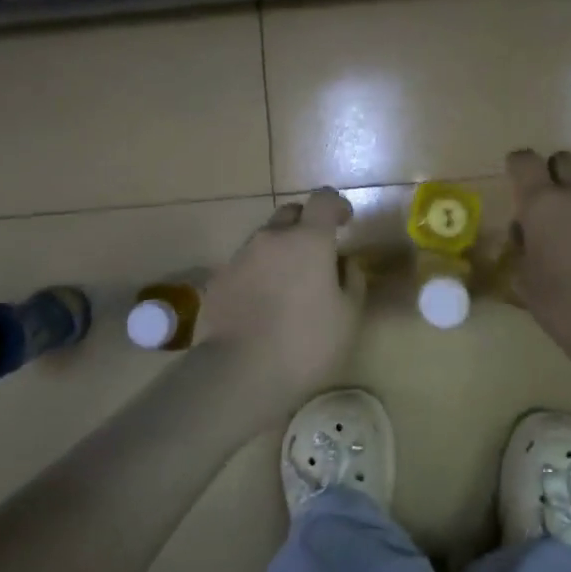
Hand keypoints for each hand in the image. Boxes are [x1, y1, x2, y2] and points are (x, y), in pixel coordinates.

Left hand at [196, 188, 365, 417]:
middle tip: (316, 254)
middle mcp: (271, 238)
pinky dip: (257, 273)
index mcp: (308, 240)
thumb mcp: (348, 316)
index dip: (336, 205)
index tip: (345, 222)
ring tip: (288, 285)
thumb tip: (344, 263)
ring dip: (280, 250)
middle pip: (290, 213)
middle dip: (306, 224)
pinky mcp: (218, 279)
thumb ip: (352, 280)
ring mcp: (240, 257)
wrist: (239, 372)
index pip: (323, 199)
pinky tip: (262, 304)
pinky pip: (244, 265)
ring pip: (265, 239)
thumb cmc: (306, 344)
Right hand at [505, 148, 570, 346]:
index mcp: (541, 203)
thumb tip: (526, 229)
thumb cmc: (558, 303)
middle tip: (553, 202)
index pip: (524, 160)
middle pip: (564, 159)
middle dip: (555, 173)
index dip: (519, 166)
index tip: (518, 180)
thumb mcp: (523, 275)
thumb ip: (522, 243)